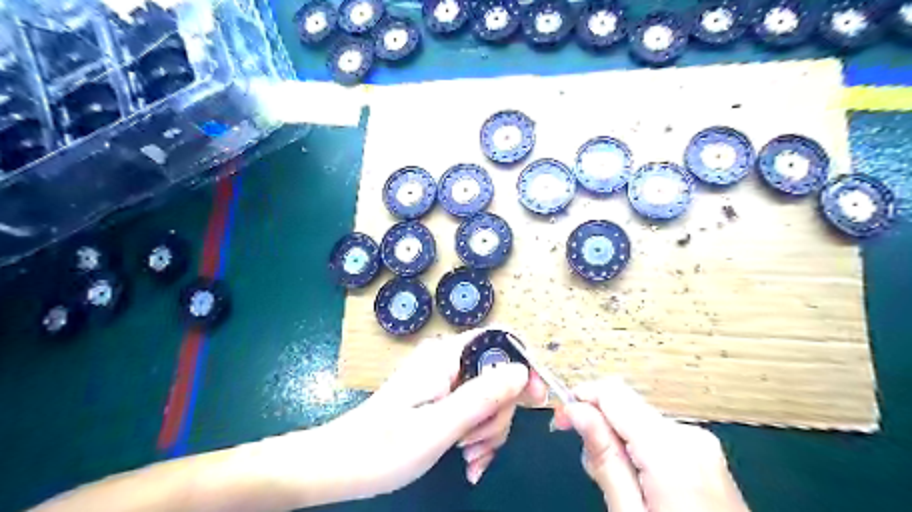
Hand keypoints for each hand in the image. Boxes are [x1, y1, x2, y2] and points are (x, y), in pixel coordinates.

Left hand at [314, 328, 543, 498]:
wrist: (341, 465)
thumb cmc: (383, 447)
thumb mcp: (438, 426)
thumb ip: (481, 396)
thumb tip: (522, 371)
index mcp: (445, 356)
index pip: (498, 339)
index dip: (523, 364)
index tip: (535, 400)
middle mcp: (447, 361)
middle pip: (498, 374)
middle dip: (498, 413)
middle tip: (477, 443)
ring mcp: (444, 380)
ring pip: (489, 397)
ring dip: (488, 430)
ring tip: (468, 457)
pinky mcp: (441, 398)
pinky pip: (474, 410)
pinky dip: (477, 435)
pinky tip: (468, 460)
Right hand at [552, 377, 751, 510]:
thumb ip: (604, 458)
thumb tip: (575, 410)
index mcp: (671, 448)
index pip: (614, 393)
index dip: (581, 399)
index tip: (561, 420)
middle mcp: (689, 435)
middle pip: (626, 406)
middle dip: (599, 425)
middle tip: (589, 466)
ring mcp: (702, 444)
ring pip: (639, 420)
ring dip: (617, 440)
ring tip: (614, 482)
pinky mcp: (705, 455)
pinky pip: (657, 436)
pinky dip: (637, 449)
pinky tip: (637, 481)